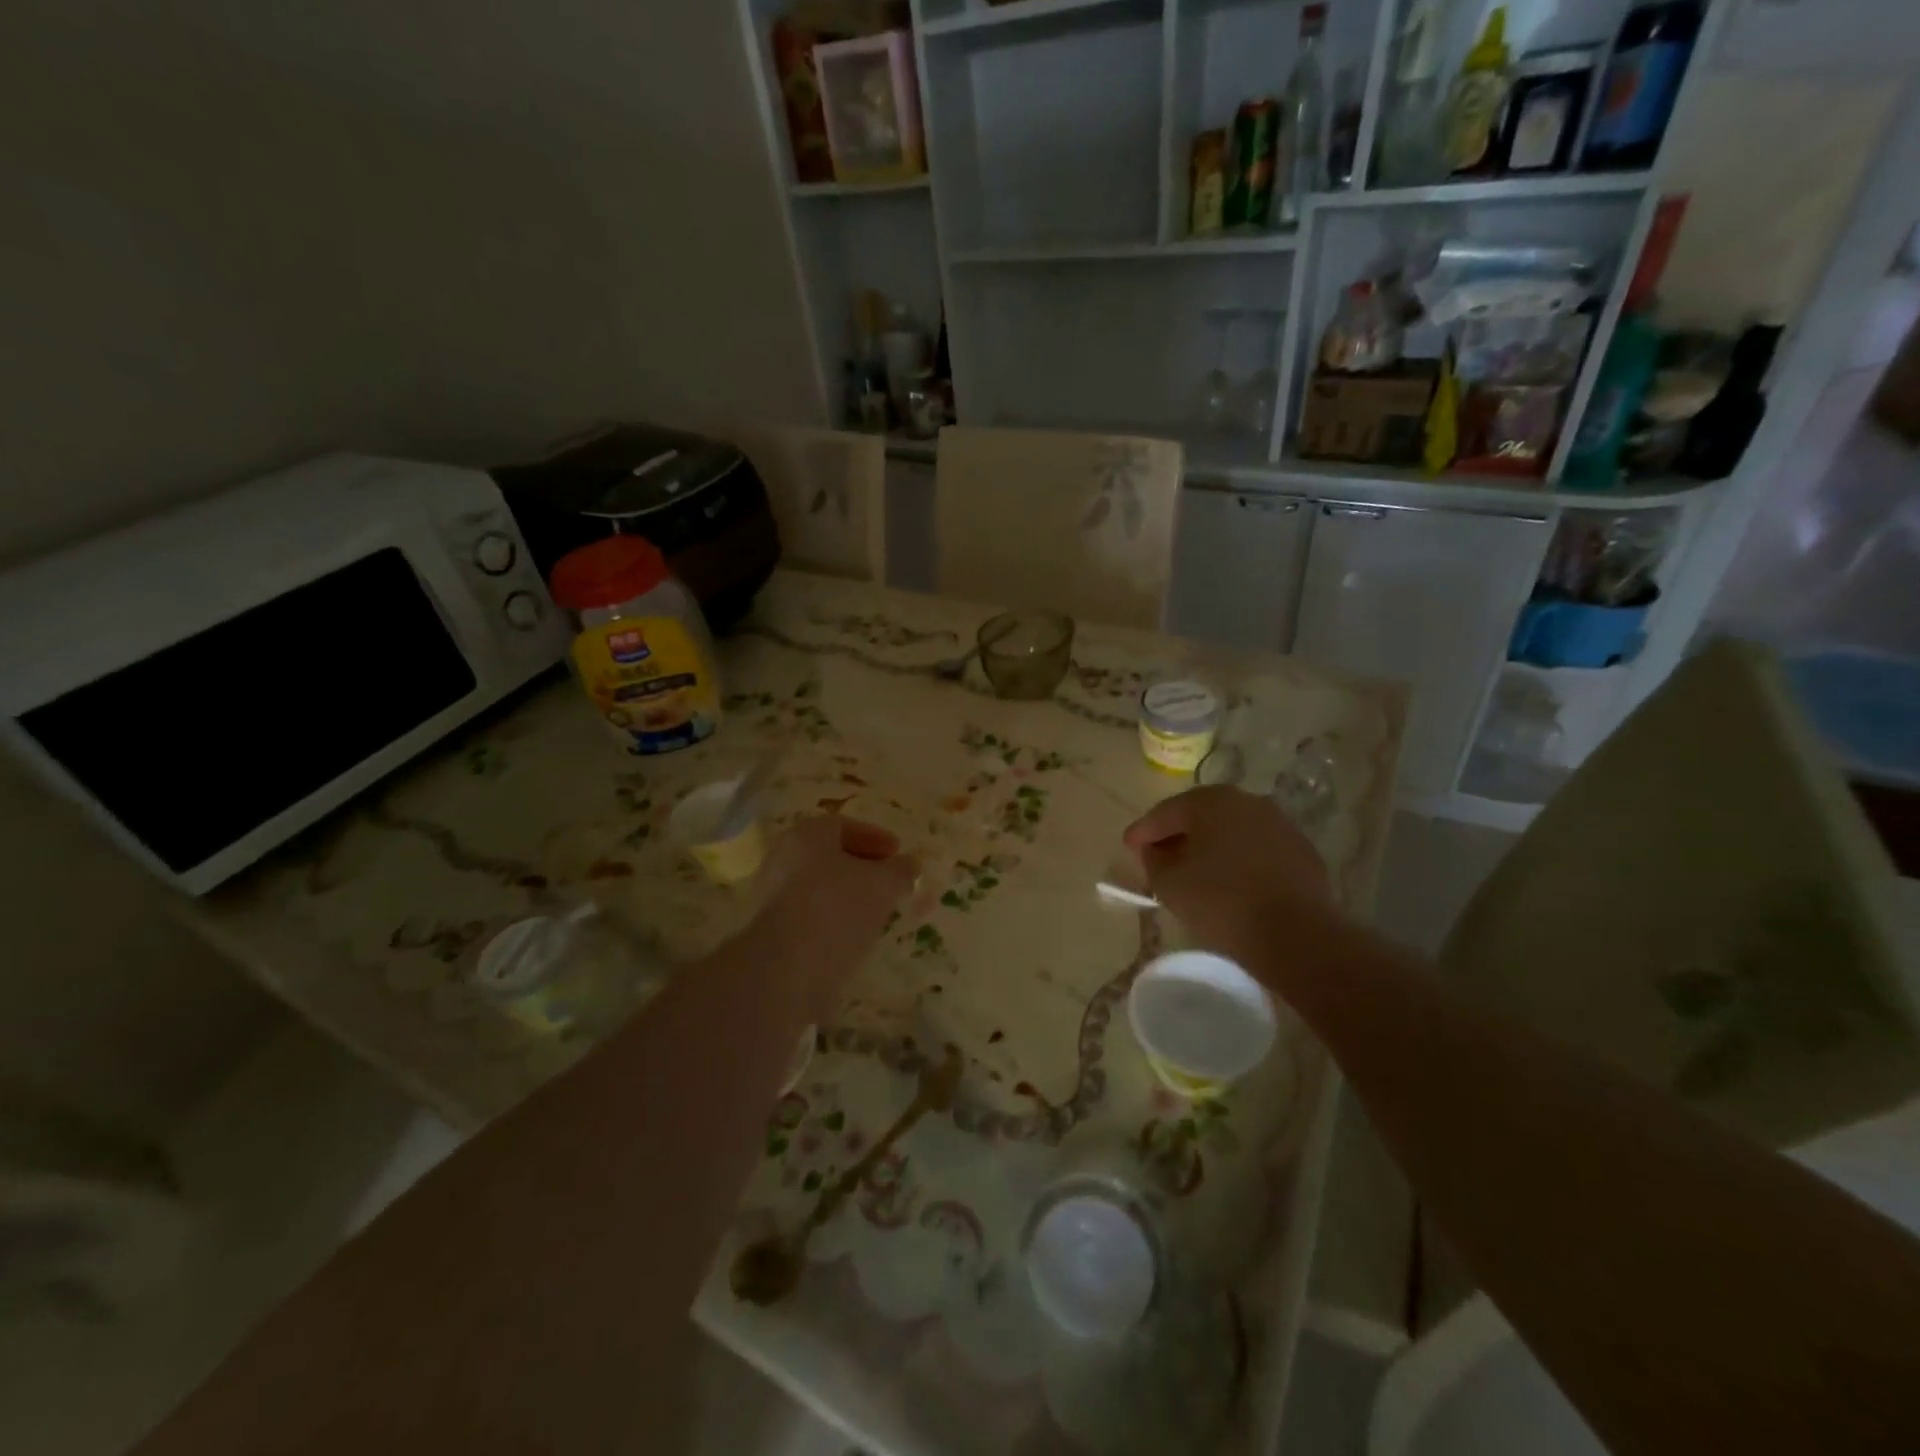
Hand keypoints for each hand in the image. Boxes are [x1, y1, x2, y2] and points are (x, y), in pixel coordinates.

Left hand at [755, 816, 917, 1012]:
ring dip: (848, 895)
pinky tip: (853, 935)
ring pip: (818, 886)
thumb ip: (900, 870)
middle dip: (862, 866)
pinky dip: (832, 919)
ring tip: (876, 911)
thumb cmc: (838, 908)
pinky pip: (809, 915)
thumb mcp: (883, 884)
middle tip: (888, 881)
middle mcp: (783, 858)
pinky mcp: (771, 931)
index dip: (875, 837)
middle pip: (829, 856)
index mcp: (806, 835)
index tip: (898, 853)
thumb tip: (909, 864)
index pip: (843, 826)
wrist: (789, 968)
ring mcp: (772, 896)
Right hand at [1123, 786, 1333, 969]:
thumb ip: (1153, 859)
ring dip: (1211, 845)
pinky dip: (1239, 859)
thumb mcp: (1169, 883)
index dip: (1143, 830)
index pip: (1166, 812)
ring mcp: (1279, 824)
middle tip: (1158, 854)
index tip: (1128, 846)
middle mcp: (1247, 802)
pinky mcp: (1301, 851)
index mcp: (1211, 802)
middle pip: (1201, 815)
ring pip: (1232, 830)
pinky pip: (1257, 849)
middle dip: (1178, 833)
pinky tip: (1230, 882)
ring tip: (1194, 870)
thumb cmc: (1221, 902)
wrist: (1296, 934)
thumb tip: (1155, 849)